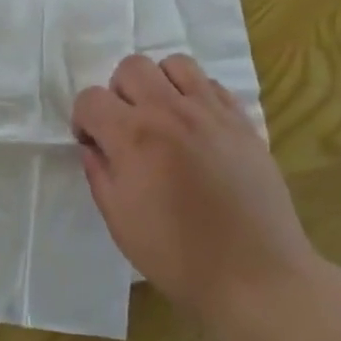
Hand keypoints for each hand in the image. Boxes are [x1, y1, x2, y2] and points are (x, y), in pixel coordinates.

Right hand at [72, 54, 312, 327]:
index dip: (83, 119)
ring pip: (174, 64)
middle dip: (118, 93)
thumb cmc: (180, 258)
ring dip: (159, 84)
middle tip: (127, 128)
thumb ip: (99, 174)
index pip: (91, 98)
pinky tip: (196, 126)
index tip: (92, 143)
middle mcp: (169, 111)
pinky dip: (195, 95)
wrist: (256, 277)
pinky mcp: (241, 120)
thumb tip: (93, 146)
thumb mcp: (121, 223)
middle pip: (131, 67)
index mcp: (134, 137)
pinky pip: (211, 84)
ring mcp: (210, 111)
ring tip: (163, 117)